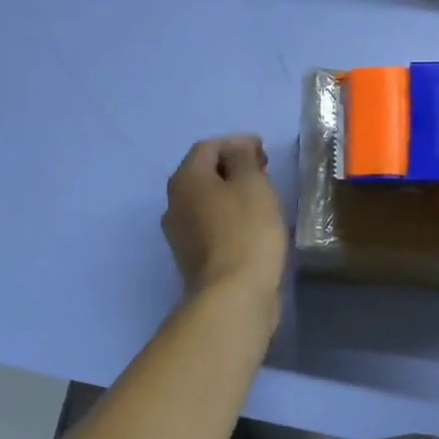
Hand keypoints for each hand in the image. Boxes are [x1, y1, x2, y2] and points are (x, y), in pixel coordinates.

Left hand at [162, 134, 287, 300]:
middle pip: (204, 173)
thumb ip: (243, 157)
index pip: (208, 147)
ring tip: (261, 198)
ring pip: (207, 201)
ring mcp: (180, 234)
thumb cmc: (246, 230)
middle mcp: (174, 203)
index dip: (237, 143)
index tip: (264, 152)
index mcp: (185, 179)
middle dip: (233, 167)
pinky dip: (229, 217)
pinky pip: (211, 225)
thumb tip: (237, 150)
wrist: (233, 295)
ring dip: (231, 193)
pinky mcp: (193, 259)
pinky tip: (251, 225)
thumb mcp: (252, 183)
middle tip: (264, 171)